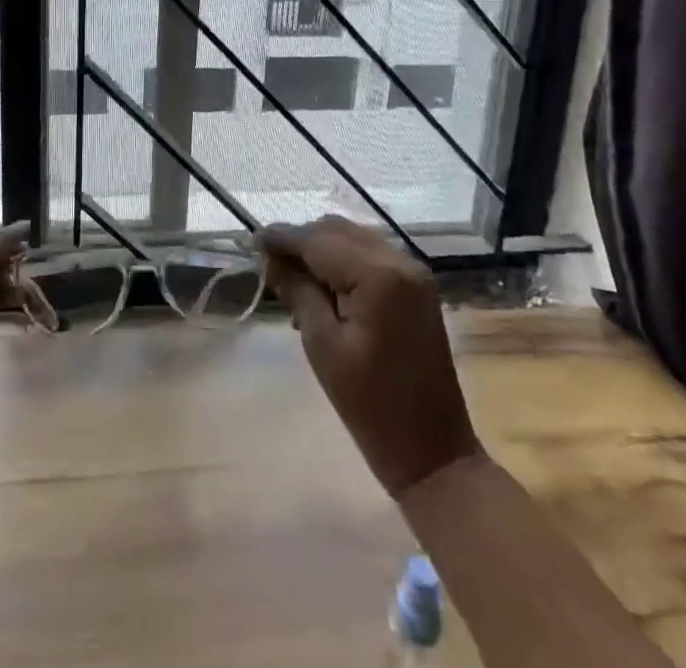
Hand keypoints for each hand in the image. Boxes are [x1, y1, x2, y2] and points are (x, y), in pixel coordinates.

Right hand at [259, 216, 480, 496]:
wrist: (435, 454)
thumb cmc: (371, 407)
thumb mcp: (323, 346)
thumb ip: (297, 291)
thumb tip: (269, 256)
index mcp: (378, 276)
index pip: (318, 240)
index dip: (281, 237)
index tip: (251, 239)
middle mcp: (400, 261)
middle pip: (336, 230)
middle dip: (301, 240)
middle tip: (270, 263)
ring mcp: (413, 272)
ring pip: (353, 237)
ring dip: (321, 248)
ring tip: (293, 276)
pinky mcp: (417, 286)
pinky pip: (370, 254)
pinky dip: (343, 260)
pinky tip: (324, 285)